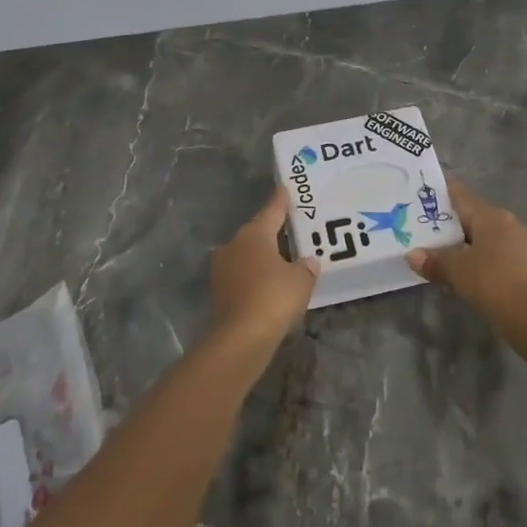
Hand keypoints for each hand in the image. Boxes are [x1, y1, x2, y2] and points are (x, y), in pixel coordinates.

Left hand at [209, 188, 319, 344]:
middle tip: (290, 230)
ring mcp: (222, 268)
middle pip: (256, 232)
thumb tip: (308, 262)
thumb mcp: (301, 280)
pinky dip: (254, 276)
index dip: (280, 201)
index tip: (284, 189)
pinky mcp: (218, 290)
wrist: (240, 337)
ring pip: (246, 254)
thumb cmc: (274, 297)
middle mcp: (234, 245)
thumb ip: (306, 267)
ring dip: (262, 256)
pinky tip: (268, 284)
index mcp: (254, 234)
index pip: (271, 211)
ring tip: (282, 260)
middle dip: (272, 232)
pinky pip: (242, 274)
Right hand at [408, 180, 526, 334]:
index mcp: (491, 216)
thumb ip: (434, 261)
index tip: (429, 192)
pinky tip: (486, 271)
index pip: (462, 196)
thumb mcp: (456, 273)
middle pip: (479, 217)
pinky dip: (495, 258)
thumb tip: (412, 255)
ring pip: (496, 236)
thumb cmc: (492, 284)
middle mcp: (512, 222)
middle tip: (436, 232)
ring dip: (478, 243)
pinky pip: (509, 253)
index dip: (444, 193)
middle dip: (458, 224)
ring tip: (459, 254)